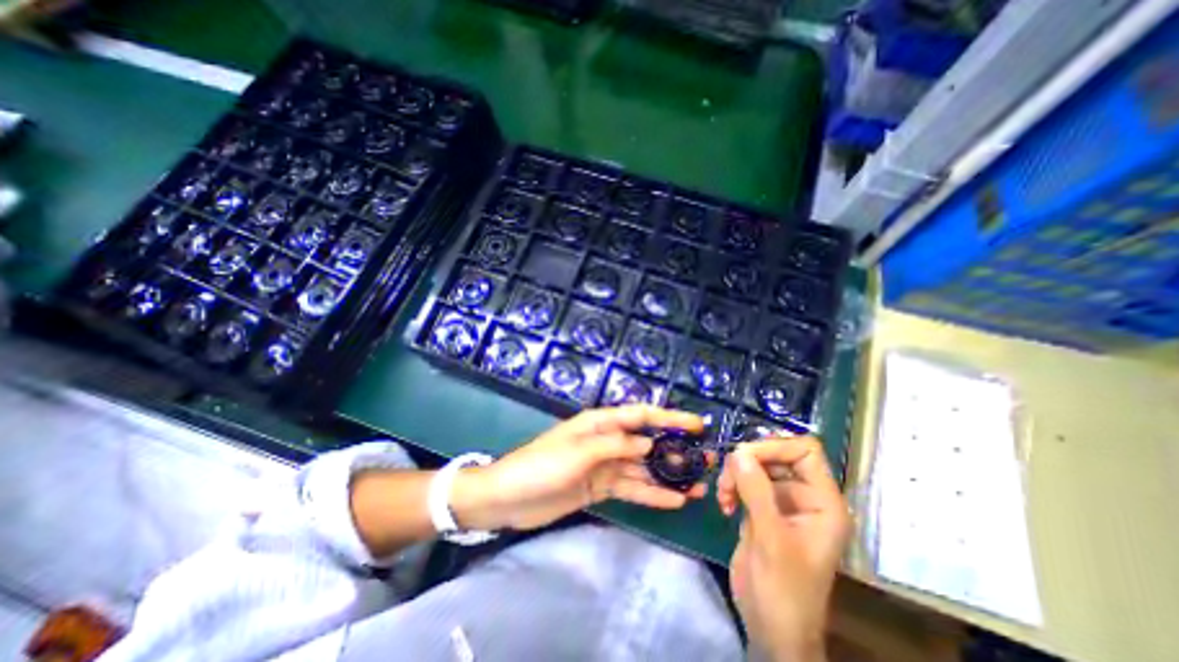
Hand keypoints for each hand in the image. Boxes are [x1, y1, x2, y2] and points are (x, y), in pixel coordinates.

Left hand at [453, 404, 707, 533]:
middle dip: (675, 449)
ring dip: (668, 476)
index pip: (641, 415)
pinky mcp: (601, 487)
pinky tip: (675, 502)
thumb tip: (650, 443)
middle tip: (706, 460)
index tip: (698, 424)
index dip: (670, 417)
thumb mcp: (578, 452)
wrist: (508, 498)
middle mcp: (607, 440)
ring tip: (698, 486)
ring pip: (643, 468)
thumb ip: (615, 445)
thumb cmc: (541, 466)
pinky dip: (652, 494)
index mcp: (600, 423)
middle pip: (647, 442)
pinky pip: (631, 488)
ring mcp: (605, 465)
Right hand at [714, 437, 853, 659]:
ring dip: (735, 475)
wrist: (771, 628)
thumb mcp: (771, 539)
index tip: (745, 456)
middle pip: (775, 455)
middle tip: (728, 478)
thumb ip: (756, 492)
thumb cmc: (783, 590)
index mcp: (822, 502)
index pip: (805, 451)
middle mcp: (804, 496)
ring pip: (756, 466)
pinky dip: (730, 486)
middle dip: (748, 462)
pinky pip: (744, 481)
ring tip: (723, 496)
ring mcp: (781, 502)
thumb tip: (739, 452)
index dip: (776, 446)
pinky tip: (723, 505)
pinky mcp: (761, 509)